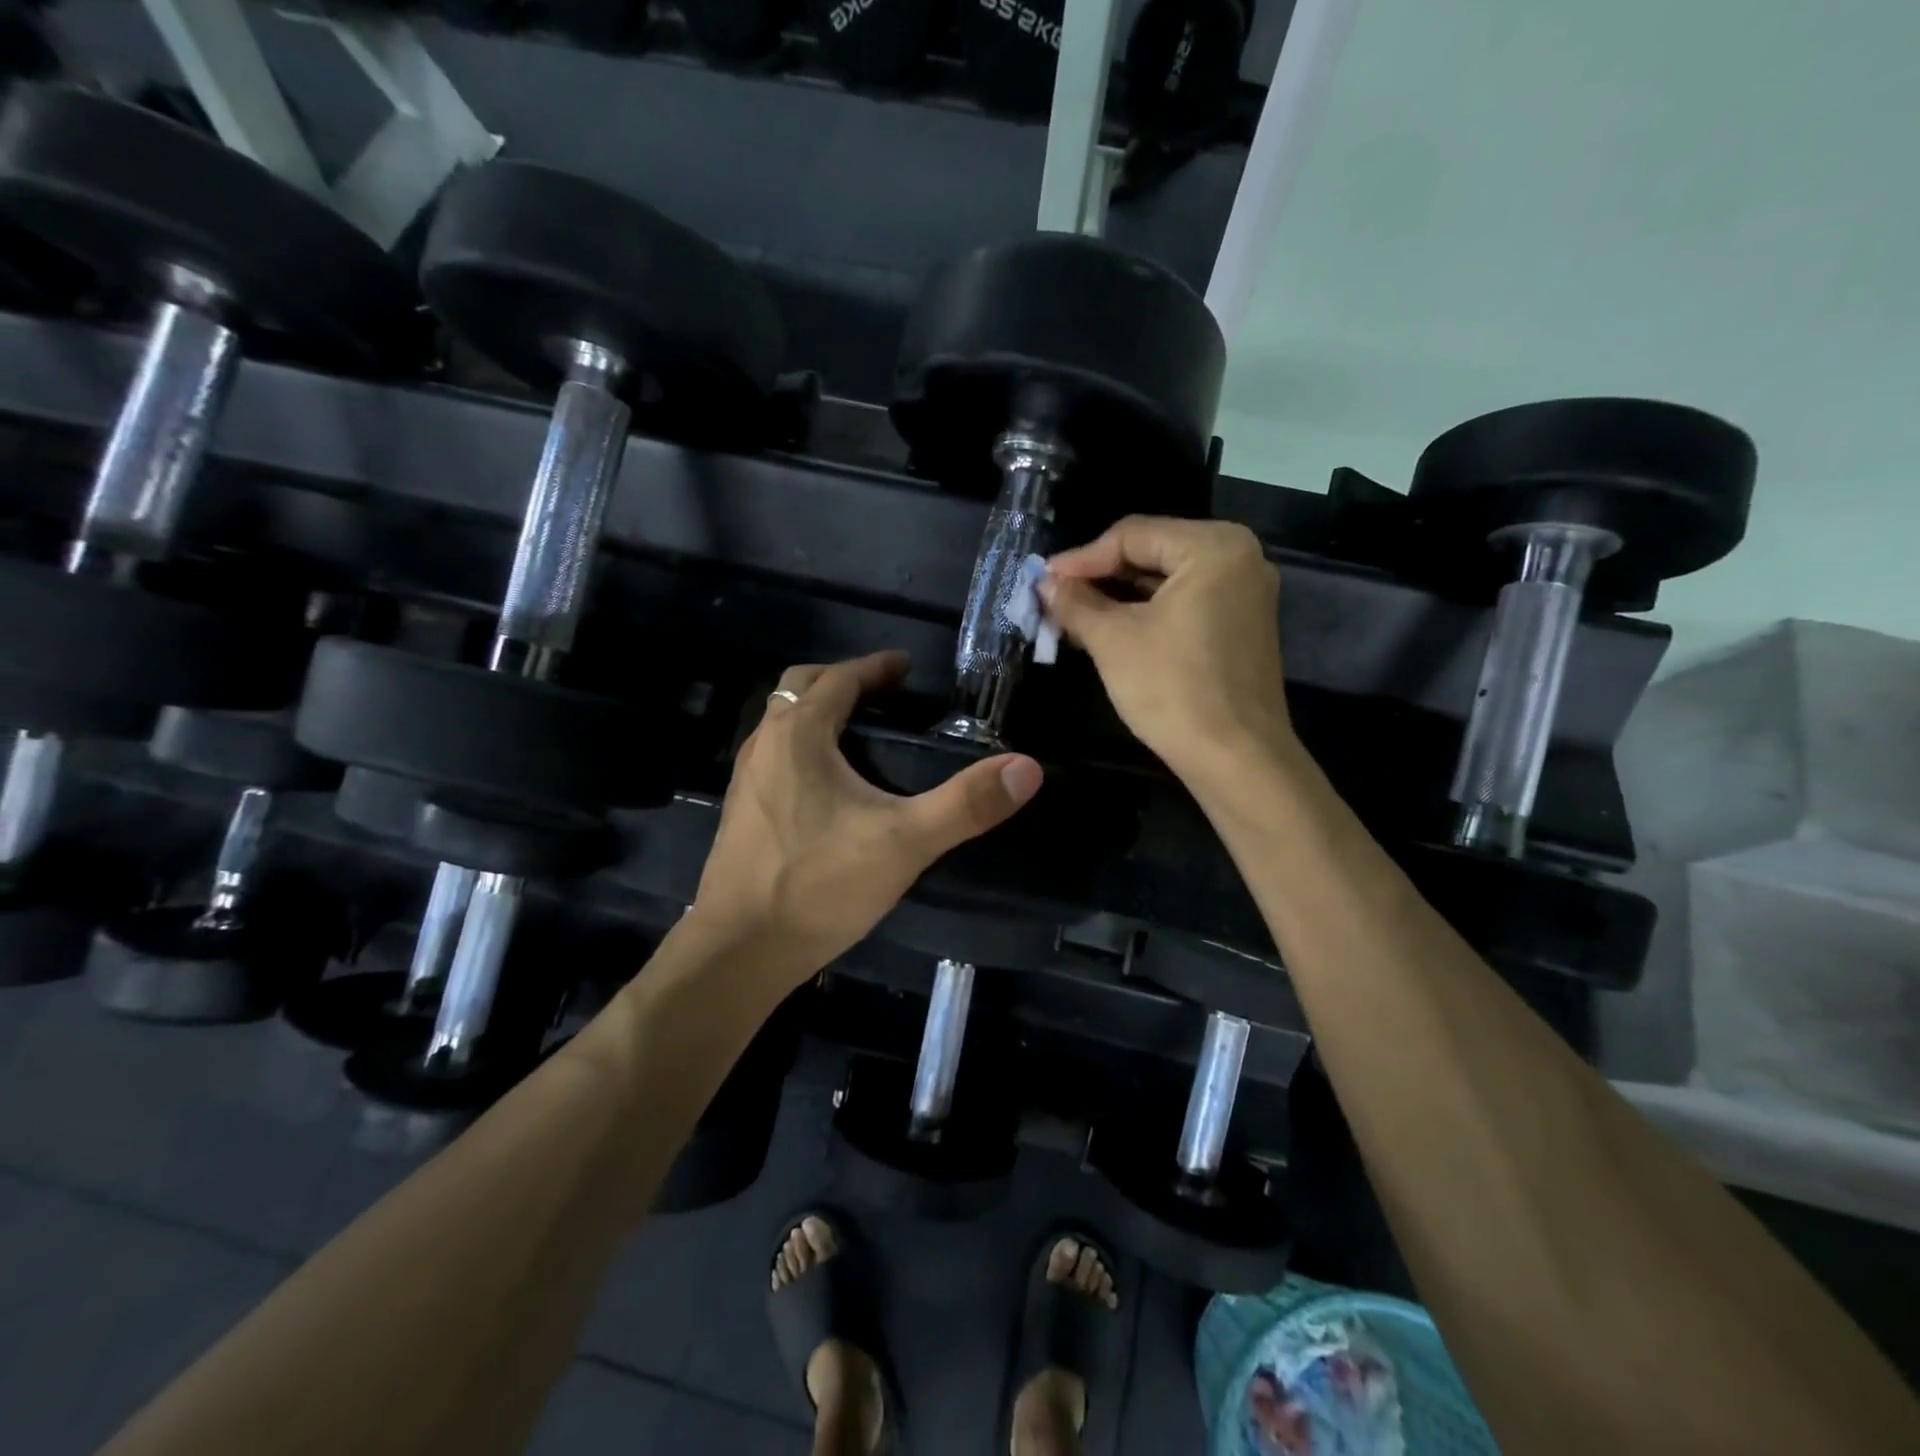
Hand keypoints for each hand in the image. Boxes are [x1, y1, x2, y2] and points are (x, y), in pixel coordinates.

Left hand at [688, 650, 1043, 982]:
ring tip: (860, 730)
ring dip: (817, 711)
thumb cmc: (819, 885)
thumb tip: (1027, 768)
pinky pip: (774, 755)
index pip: (840, 678)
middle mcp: (765, 744)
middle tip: (884, 692)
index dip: (876, 667)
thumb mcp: (904, 843)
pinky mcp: (740, 811)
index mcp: (799, 734)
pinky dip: (802, 745)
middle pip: (800, 687)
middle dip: (842, 680)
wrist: (739, 950)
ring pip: (782, 722)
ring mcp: (745, 778)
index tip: (906, 667)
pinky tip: (827, 785)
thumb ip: (966, 804)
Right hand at [1042, 517, 1294, 787]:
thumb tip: (1044, 583)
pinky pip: (1185, 604)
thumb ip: (1075, 602)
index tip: (1041, 581)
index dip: (1081, 558)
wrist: (1236, 759)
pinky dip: (1147, 613)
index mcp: (1214, 546)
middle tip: (1054, 597)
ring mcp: (1246, 595)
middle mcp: (1240, 559)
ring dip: (1118, 597)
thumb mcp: (1113, 640)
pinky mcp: (1242, 627)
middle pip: (1152, 553)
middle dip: (1099, 577)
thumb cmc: (1173, 688)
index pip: (1133, 535)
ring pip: (1167, 581)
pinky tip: (1109, 630)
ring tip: (1072, 615)